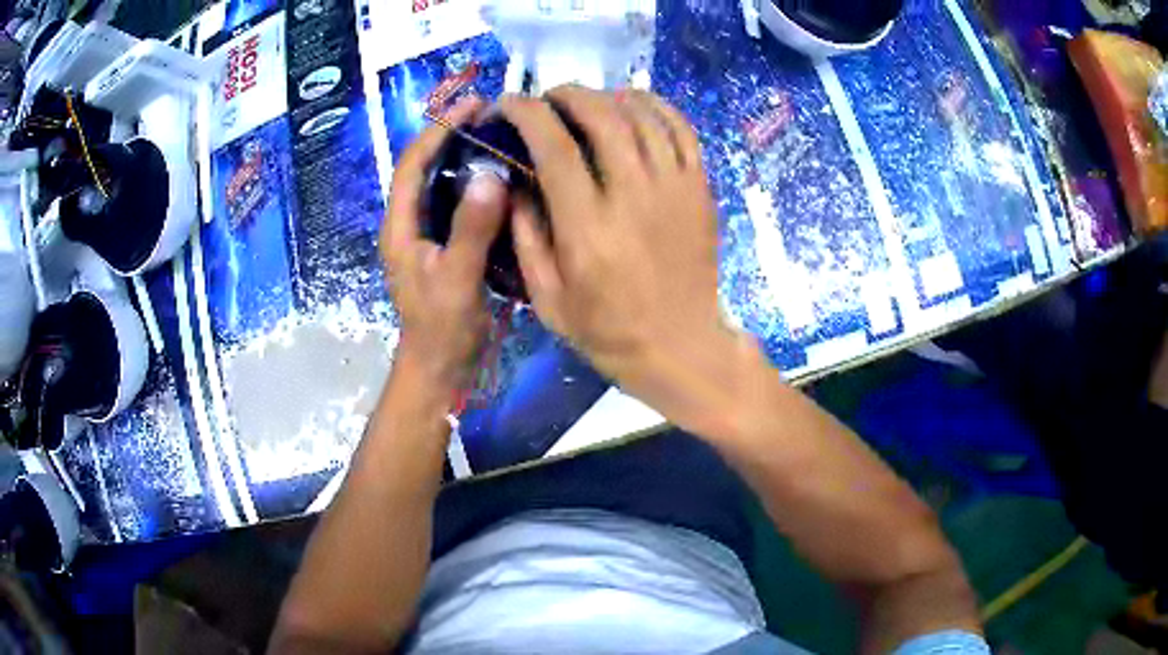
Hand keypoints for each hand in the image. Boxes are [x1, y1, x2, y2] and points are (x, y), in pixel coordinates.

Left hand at [381, 97, 507, 392]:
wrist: (439, 368)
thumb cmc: (443, 328)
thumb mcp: (458, 278)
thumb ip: (471, 229)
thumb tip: (491, 174)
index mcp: (400, 227)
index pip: (412, 164)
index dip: (438, 130)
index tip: (472, 105)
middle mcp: (407, 224)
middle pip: (423, 167)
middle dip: (450, 136)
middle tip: (489, 114)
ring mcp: (423, 236)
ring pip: (439, 183)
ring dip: (462, 156)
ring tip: (496, 135)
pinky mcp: (441, 246)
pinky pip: (454, 203)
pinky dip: (473, 183)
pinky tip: (500, 177)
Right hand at [500, 87, 748, 426]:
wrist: (681, 346)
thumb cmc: (608, 330)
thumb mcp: (547, 298)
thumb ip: (525, 236)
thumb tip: (514, 181)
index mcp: (588, 228)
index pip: (554, 147)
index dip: (527, 114)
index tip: (509, 104)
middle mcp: (633, 197)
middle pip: (601, 116)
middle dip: (567, 94)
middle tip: (549, 99)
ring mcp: (674, 188)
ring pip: (642, 115)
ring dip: (608, 96)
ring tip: (588, 101)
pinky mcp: (700, 189)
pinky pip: (681, 129)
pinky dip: (655, 106)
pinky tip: (633, 105)